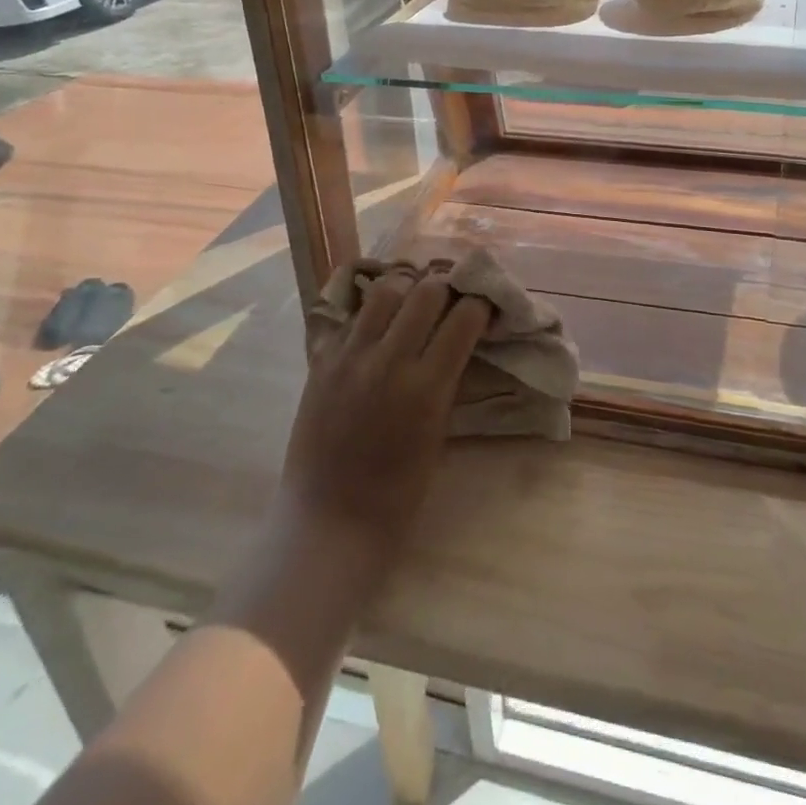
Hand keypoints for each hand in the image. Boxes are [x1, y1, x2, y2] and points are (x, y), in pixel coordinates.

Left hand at [276, 263, 492, 574]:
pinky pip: (350, 315)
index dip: (480, 303)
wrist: (329, 519)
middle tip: (451, 294)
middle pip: (426, 291)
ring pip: (385, 289)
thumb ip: (446, 379)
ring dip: (407, 286)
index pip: (463, 318)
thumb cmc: (397, 492)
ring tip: (413, 295)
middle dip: (446, 285)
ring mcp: (350, 356)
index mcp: (426, 388)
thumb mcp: (438, 432)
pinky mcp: (321, 360)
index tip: (484, 304)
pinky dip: (370, 309)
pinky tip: (378, 319)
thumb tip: (458, 338)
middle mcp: (388, 361)